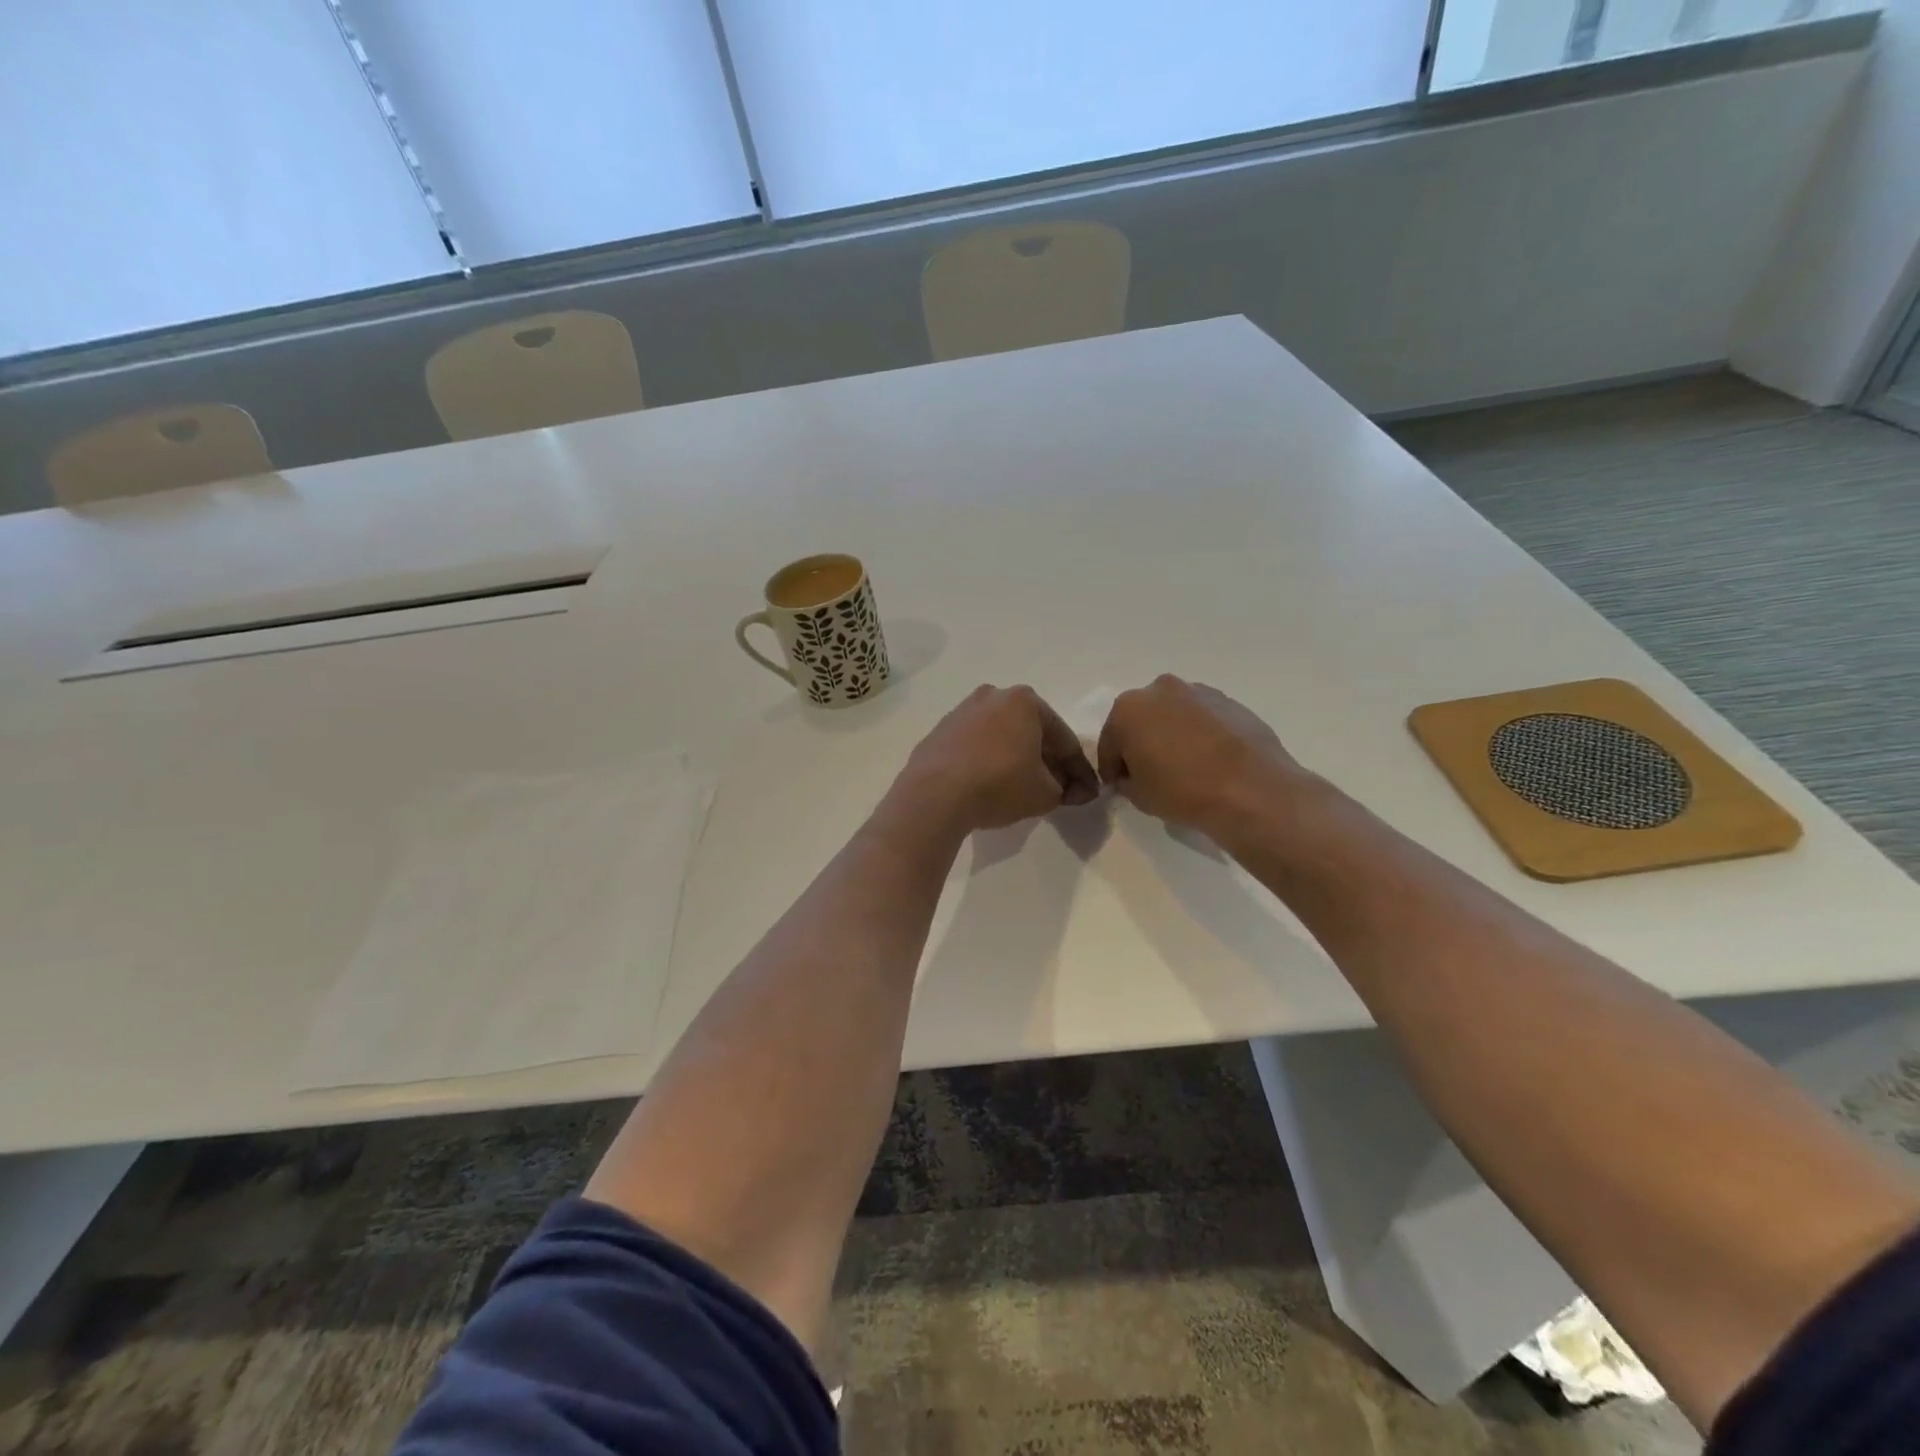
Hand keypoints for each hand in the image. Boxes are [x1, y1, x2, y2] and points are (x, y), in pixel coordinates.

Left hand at [898, 685, 1099, 834]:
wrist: (934, 795)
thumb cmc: (999, 785)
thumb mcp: (1045, 793)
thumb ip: (1066, 789)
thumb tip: (1073, 790)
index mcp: (1025, 701)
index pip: (1063, 739)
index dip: (1079, 770)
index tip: (1087, 793)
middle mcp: (993, 696)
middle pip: (1032, 732)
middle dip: (1048, 761)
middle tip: (1059, 790)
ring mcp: (962, 711)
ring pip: (1002, 737)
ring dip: (1017, 758)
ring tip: (1024, 788)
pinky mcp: (940, 731)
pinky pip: (975, 746)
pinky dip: (988, 761)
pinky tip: (990, 784)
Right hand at [1097, 675, 1318, 840]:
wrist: (1251, 791)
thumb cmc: (1182, 791)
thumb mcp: (1138, 796)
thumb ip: (1126, 780)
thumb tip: (1132, 776)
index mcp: (1128, 709)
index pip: (1110, 741)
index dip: (1112, 767)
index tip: (1118, 785)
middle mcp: (1160, 690)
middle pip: (1141, 719)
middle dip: (1141, 742)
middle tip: (1150, 773)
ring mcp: (1199, 692)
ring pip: (1173, 715)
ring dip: (1171, 734)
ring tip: (1183, 767)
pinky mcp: (1230, 702)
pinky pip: (1203, 719)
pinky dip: (1200, 734)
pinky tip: (1209, 762)